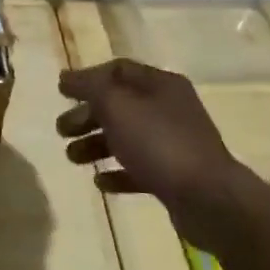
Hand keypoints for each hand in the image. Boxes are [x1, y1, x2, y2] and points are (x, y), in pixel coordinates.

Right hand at [56, 59, 260, 251]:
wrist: (209, 199)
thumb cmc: (159, 143)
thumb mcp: (117, 106)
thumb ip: (89, 87)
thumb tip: (66, 77)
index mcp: (160, 85)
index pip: (118, 70)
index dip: (88, 78)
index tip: (61, 93)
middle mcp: (169, 109)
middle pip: (119, 105)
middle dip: (87, 115)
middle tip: (61, 130)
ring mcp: (174, 144)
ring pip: (126, 137)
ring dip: (96, 144)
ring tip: (73, 158)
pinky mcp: (175, 176)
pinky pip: (139, 168)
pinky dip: (117, 172)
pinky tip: (101, 182)